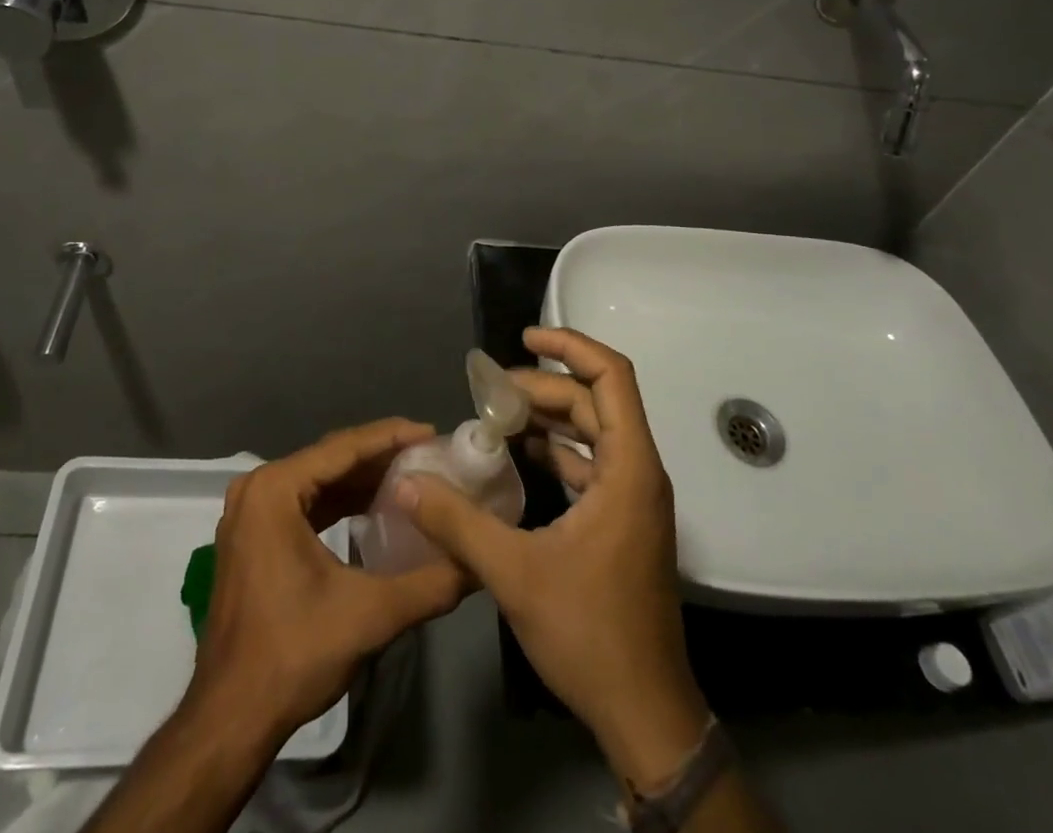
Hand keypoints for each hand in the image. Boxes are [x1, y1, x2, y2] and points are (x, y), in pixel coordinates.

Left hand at [187, 419, 468, 746]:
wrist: (231, 719)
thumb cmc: (294, 654)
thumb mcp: (370, 614)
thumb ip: (430, 583)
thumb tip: (478, 563)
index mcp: (275, 489)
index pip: (343, 447)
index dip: (392, 437)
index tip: (433, 432)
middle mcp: (257, 488)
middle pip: (330, 459)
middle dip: (381, 456)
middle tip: (429, 454)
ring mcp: (251, 513)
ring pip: (318, 481)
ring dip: (362, 479)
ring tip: (412, 475)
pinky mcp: (253, 537)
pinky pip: (305, 503)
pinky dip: (340, 502)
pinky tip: (375, 507)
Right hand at [398, 329, 710, 790]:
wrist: (645, 714)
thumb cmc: (590, 635)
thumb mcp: (515, 574)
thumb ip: (458, 522)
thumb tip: (408, 483)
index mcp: (629, 468)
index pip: (611, 376)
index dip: (570, 346)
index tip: (525, 339)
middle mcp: (639, 472)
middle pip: (594, 400)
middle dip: (543, 387)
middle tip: (490, 392)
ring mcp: (633, 498)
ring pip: (593, 431)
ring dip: (549, 417)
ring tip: (497, 415)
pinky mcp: (622, 522)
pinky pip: (591, 463)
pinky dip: (557, 450)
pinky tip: (518, 456)